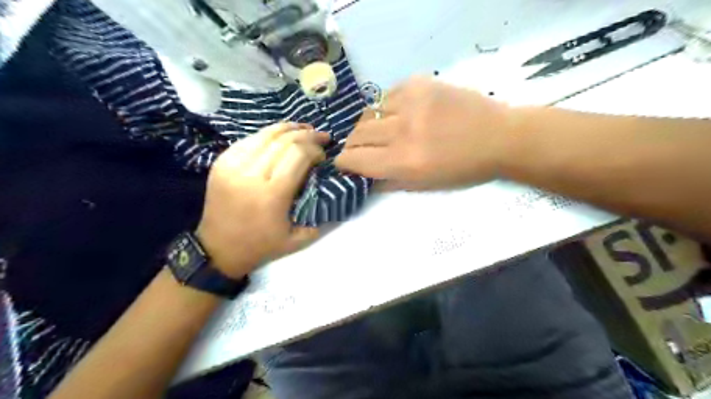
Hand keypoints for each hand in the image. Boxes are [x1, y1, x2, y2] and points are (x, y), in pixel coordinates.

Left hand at [194, 122, 327, 277]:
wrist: (217, 249)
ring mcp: (233, 165)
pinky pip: (249, 139)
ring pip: (266, 134)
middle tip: (322, 136)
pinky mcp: (222, 162)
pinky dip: (269, 135)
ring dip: (289, 129)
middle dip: (308, 135)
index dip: (315, 149)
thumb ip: (320, 218)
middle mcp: (251, 174)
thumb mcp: (297, 239)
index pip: (298, 155)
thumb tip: (333, 193)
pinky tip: (280, 136)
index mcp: (272, 194)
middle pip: (284, 141)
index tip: (324, 154)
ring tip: (305, 129)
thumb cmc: (261, 246)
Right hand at [335, 77, 510, 190]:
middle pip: (357, 134)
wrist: (498, 137)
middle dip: (353, 144)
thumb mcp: (424, 186)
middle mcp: (403, 131)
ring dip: (369, 126)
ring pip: (368, 113)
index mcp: (404, 162)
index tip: (345, 162)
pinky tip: (399, 114)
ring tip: (381, 131)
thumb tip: (361, 176)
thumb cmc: (462, 170)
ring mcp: (410, 103)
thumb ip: (388, 182)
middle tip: (361, 148)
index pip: (355, 158)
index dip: (344, 161)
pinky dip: (386, 108)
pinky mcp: (419, 84)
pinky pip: (387, 96)